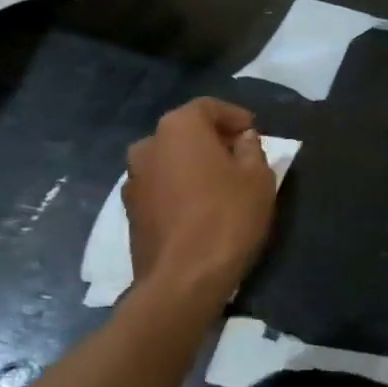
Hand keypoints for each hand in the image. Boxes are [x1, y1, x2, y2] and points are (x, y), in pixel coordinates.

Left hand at [125, 98, 275, 298]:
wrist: (182, 280)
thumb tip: (243, 139)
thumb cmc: (226, 218)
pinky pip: (160, 187)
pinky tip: (198, 207)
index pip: (208, 107)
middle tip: (240, 156)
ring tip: (219, 184)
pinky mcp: (129, 211)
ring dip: (192, 165)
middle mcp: (147, 144)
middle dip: (212, 140)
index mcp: (178, 127)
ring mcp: (133, 179)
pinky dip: (178, 188)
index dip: (234, 116)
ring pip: (170, 160)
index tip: (253, 131)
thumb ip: (252, 149)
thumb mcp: (258, 178)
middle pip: (185, 132)